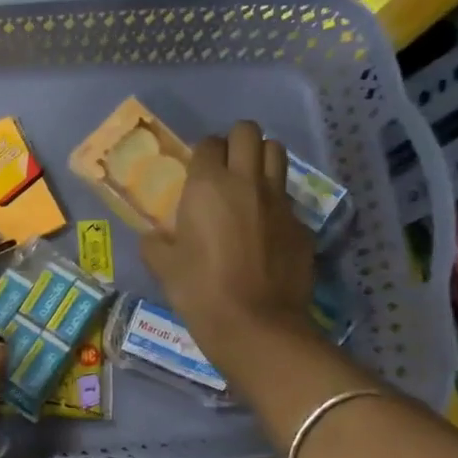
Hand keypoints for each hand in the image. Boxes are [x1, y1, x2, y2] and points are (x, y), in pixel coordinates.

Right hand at [140, 120, 317, 359]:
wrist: (256, 326)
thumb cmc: (200, 292)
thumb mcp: (163, 267)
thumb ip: (155, 242)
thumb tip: (155, 236)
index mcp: (207, 186)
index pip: (208, 143)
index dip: (201, 154)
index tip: (195, 172)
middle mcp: (246, 182)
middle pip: (249, 132)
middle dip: (236, 141)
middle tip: (225, 166)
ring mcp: (280, 201)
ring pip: (276, 153)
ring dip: (261, 159)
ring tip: (249, 184)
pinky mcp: (301, 224)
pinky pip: (288, 198)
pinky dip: (276, 203)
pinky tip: (265, 230)